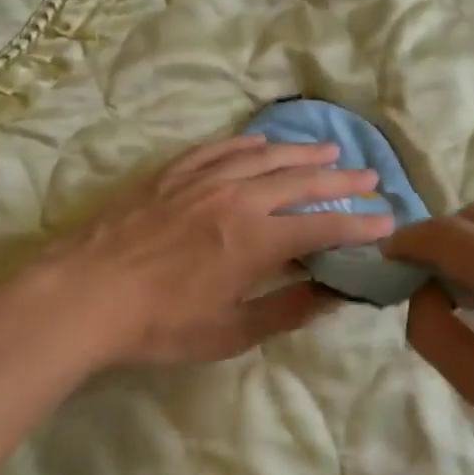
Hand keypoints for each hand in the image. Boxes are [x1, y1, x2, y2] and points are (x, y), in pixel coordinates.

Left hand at [29, 135, 395, 368]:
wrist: (85, 293)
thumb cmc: (159, 323)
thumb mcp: (229, 332)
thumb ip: (285, 309)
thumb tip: (332, 294)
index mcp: (257, 240)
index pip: (322, 228)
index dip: (360, 225)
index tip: (388, 222)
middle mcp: (239, 198)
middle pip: (302, 183)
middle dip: (342, 182)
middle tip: (371, 177)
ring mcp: (204, 179)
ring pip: (266, 157)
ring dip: (302, 154)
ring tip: (329, 152)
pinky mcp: (173, 173)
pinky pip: (220, 148)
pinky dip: (248, 144)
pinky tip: (262, 141)